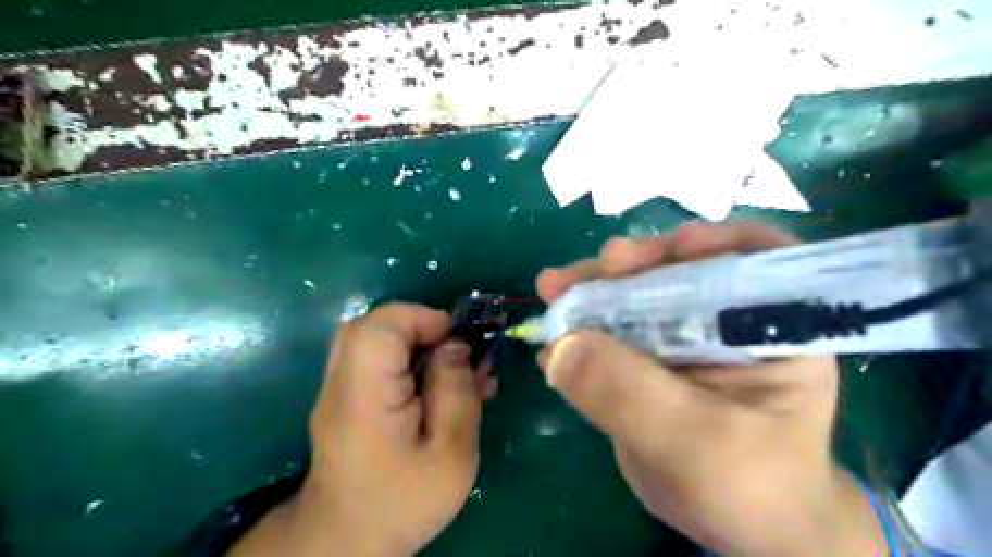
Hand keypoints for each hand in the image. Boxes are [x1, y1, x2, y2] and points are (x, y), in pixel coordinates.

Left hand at [230, 305, 494, 555]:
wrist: (347, 542)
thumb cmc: (403, 501)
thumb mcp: (451, 453)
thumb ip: (456, 392)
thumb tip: (456, 346)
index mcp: (365, 394)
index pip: (382, 326)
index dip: (424, 319)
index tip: (459, 343)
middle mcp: (342, 382)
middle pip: (374, 325)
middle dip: (421, 328)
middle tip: (453, 353)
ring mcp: (338, 389)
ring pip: (372, 339)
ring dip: (415, 342)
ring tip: (448, 369)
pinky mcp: (345, 398)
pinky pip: (373, 360)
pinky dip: (404, 359)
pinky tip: (432, 384)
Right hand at [540, 221, 886, 556]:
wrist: (739, 528)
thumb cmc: (750, 488)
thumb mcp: (697, 445)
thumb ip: (631, 394)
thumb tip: (560, 346)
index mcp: (770, 326)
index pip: (753, 256)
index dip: (709, 242)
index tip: (663, 250)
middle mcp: (726, 320)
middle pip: (677, 269)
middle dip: (627, 266)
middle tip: (578, 275)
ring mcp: (682, 337)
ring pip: (635, 297)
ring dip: (592, 293)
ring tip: (551, 292)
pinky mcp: (648, 358)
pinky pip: (611, 333)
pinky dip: (580, 331)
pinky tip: (550, 342)